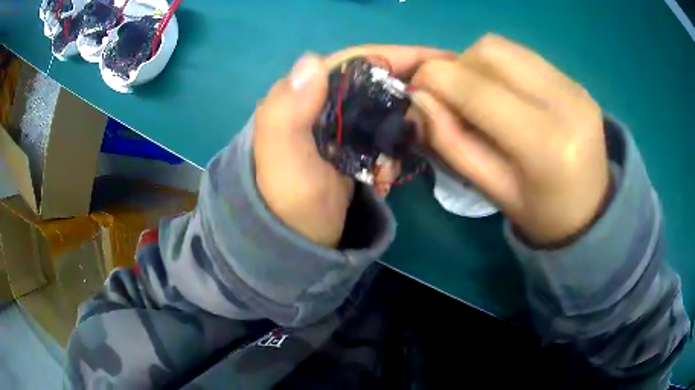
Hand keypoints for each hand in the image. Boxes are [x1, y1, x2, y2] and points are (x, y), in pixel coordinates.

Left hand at [254, 46, 451, 246]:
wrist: (294, 244)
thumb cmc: (289, 203)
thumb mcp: (283, 158)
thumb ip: (290, 110)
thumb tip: (312, 60)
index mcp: (299, 97)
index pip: (353, 62)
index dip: (395, 56)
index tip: (437, 59)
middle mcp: (317, 103)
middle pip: (372, 81)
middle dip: (406, 92)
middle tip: (439, 106)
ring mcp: (334, 125)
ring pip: (381, 107)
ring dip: (400, 127)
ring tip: (409, 149)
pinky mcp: (347, 146)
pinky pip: (380, 134)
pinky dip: (391, 148)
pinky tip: (388, 172)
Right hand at [411, 34, 609, 245]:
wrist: (592, 211)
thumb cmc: (542, 214)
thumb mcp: (492, 191)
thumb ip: (452, 143)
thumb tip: (419, 98)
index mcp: (544, 143)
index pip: (476, 88)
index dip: (434, 79)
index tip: (416, 90)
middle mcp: (564, 102)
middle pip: (489, 52)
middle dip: (457, 67)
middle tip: (453, 97)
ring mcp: (574, 86)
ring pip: (504, 47)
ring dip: (477, 64)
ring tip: (480, 95)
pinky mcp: (576, 80)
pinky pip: (523, 55)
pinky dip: (500, 67)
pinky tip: (506, 93)